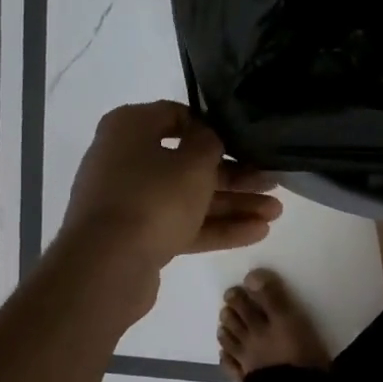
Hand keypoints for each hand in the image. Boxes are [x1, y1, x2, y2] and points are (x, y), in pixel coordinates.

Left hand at [60, 101, 281, 279]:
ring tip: (276, 212)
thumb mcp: (193, 162)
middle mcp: (126, 159)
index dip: (213, 128)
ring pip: (189, 197)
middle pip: (188, 162)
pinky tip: (257, 233)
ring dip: (232, 203)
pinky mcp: (138, 236)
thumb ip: (210, 142)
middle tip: (272, 182)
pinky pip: (182, 224)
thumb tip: (208, 137)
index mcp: (130, 128)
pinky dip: (216, 227)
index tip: (244, 141)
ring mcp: (130, 201)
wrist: (106, 265)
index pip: (176, 116)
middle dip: (234, 175)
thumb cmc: (153, 197)